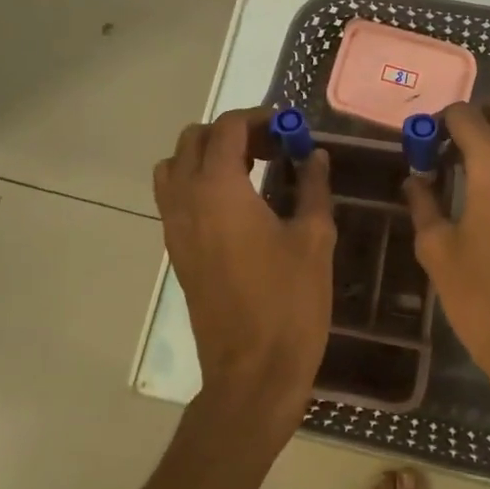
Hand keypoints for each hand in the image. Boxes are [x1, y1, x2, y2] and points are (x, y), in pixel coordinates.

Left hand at [154, 109, 334, 432]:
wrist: (252, 371)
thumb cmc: (289, 302)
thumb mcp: (314, 238)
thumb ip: (313, 188)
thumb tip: (315, 155)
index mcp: (219, 189)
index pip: (227, 128)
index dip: (259, 117)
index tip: (290, 126)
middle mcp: (186, 200)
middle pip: (194, 140)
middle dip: (232, 133)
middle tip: (274, 147)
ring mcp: (175, 228)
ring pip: (175, 167)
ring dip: (207, 156)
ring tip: (250, 171)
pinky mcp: (177, 252)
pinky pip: (174, 198)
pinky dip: (198, 183)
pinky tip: (238, 206)